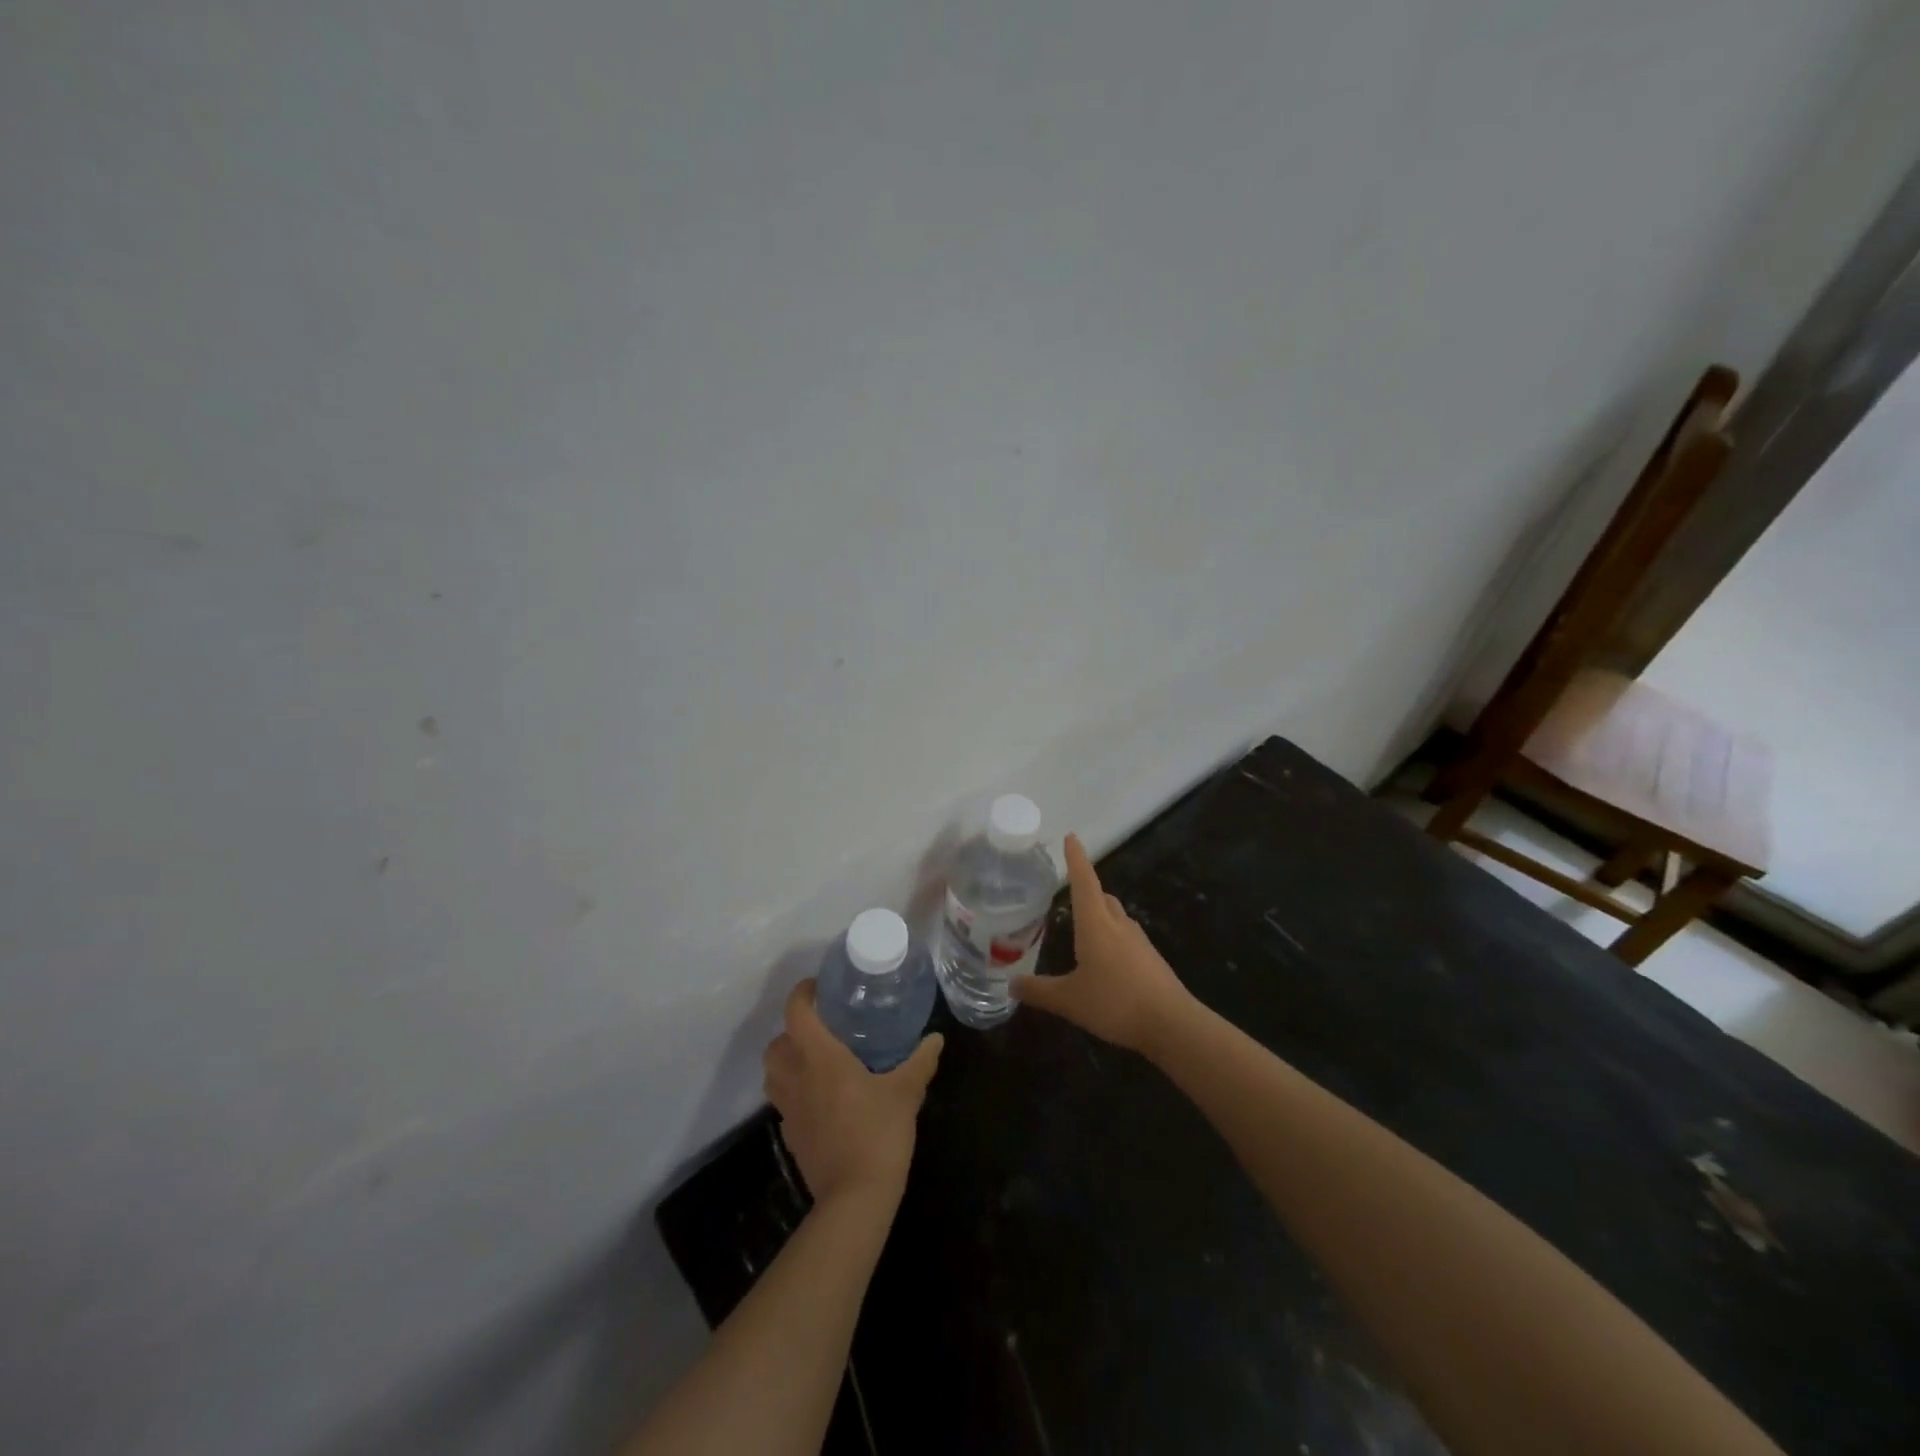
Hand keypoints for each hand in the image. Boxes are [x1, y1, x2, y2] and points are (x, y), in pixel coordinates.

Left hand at [763, 978, 943, 1206]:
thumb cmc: (878, 1133)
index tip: (818, 987)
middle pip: (776, 1043)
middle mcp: (797, 1078)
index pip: (796, 1013)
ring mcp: (789, 1110)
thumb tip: (936, 1038)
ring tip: (815, 1060)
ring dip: (786, 1061)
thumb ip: (920, 1061)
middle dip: (791, 1030)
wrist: (855, 1197)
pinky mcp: (790, 1136)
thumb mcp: (907, 1092)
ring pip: (773, 1074)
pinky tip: (821, 1098)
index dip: (802, 994)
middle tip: (820, 1028)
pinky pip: (783, 1102)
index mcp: (821, 1058)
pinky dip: (794, 1092)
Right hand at [1012, 834, 1192, 1052]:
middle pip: (1102, 896)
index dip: (1076, 859)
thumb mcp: (1069, 1000)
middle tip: (1070, 891)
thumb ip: (1039, 991)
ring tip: (1084, 927)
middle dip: (1087, 889)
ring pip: (1116, 916)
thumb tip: (1011, 984)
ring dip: (1101, 914)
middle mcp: (1118, 924)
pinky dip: (1113, 939)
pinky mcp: (1151, 960)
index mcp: (1095, 924)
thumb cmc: (1115, 1002)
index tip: (1071, 837)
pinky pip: (1127, 938)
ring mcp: (1138, 941)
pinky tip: (1105, 961)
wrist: (1171, 1024)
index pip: (1083, 881)